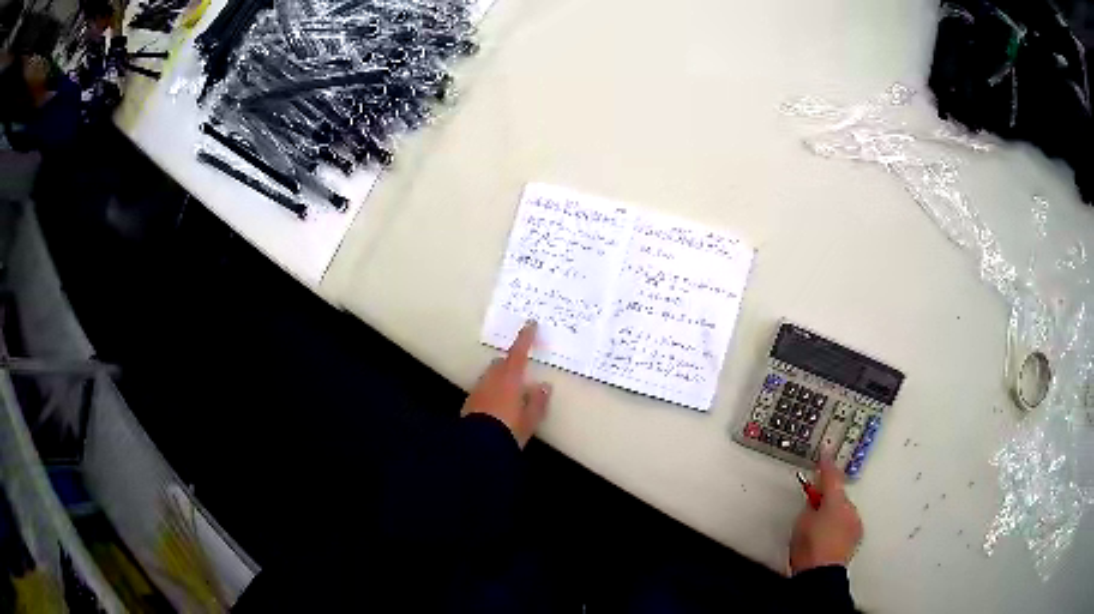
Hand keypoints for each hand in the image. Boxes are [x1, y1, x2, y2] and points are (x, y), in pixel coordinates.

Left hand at [462, 322, 550, 447]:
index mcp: (510, 379)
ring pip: (490, 376)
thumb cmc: (509, 430)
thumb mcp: (530, 419)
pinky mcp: (469, 403)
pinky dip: (491, 391)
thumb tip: (544, 386)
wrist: (478, 447)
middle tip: (520, 371)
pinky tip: (496, 405)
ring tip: (510, 392)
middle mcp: (491, 379)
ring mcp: (478, 390)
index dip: (525, 338)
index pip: (518, 352)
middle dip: (510, 363)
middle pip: (501, 363)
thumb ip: (537, 401)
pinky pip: (483, 389)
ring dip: (500, 378)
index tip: (530, 324)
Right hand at [789, 457, 862, 573]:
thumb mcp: (801, 523)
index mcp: (835, 502)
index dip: (826, 464)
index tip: (825, 452)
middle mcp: (850, 509)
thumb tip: (815, 501)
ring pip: (843, 510)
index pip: (830, 477)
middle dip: (827, 498)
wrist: (820, 575)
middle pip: (838, 495)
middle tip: (812, 507)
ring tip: (818, 529)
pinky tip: (827, 537)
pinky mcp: (856, 536)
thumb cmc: (808, 548)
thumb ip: (810, 506)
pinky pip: (847, 523)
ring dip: (833, 513)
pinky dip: (838, 525)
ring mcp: (855, 523)